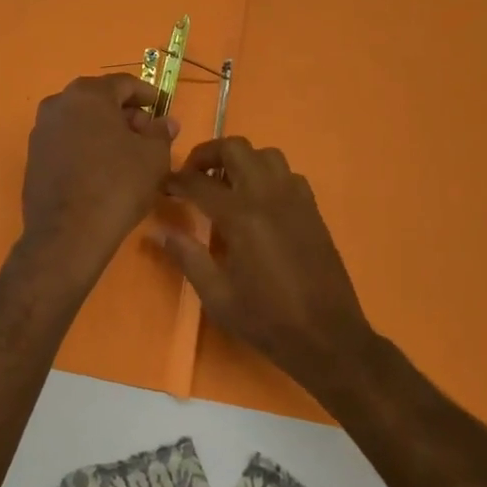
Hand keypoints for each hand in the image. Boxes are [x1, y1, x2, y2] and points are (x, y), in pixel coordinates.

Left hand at [20, 74, 177, 274]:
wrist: (68, 234)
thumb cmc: (117, 185)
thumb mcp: (153, 157)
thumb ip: (161, 132)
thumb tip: (165, 121)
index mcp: (88, 94)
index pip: (124, 84)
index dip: (148, 95)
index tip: (163, 108)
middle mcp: (58, 103)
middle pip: (100, 100)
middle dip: (125, 113)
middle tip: (147, 134)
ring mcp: (41, 130)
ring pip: (81, 120)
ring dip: (104, 130)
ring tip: (126, 155)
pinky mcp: (33, 156)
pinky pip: (66, 141)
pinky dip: (85, 147)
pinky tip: (101, 170)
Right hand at [151, 137, 376, 396]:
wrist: (328, 338)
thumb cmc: (267, 319)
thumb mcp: (217, 295)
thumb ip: (187, 256)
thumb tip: (157, 231)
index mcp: (241, 216)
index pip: (198, 182)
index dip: (175, 181)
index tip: (162, 187)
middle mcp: (268, 196)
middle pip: (234, 148)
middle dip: (207, 155)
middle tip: (192, 176)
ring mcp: (295, 199)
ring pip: (265, 154)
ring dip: (240, 160)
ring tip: (225, 185)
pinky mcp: (312, 209)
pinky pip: (287, 174)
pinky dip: (267, 175)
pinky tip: (259, 202)